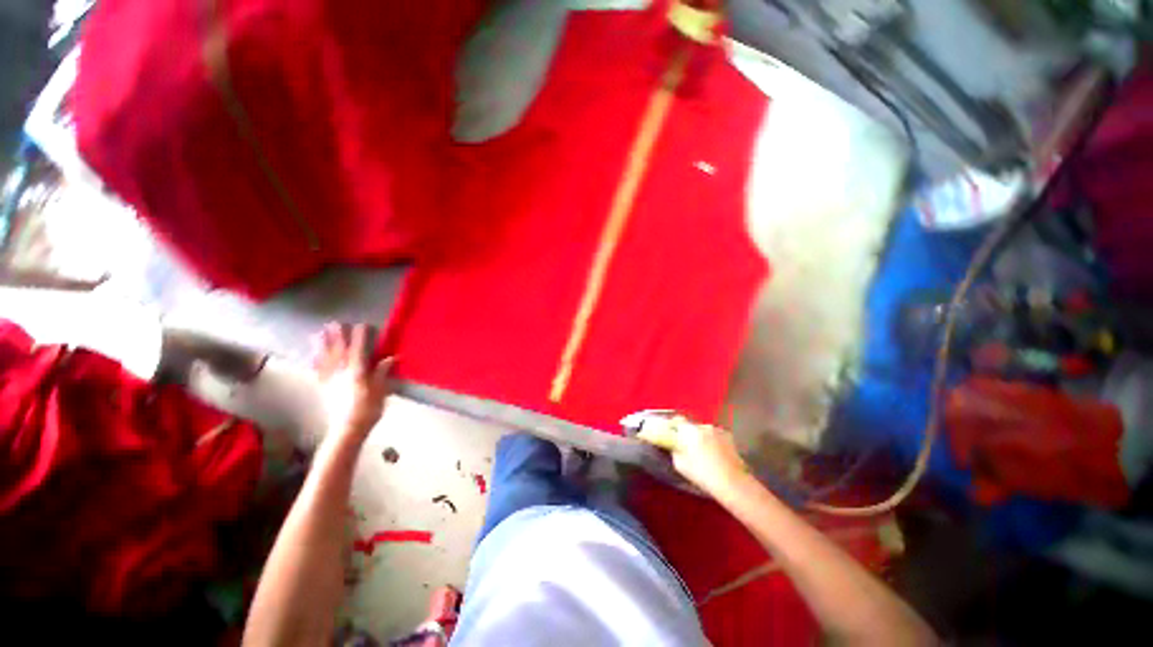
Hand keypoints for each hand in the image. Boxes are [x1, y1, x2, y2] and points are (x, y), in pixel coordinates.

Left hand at [313, 323, 392, 444]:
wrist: (348, 429)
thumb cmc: (368, 410)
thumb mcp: (381, 391)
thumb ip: (382, 373)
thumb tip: (391, 357)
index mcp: (358, 372)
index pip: (359, 350)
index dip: (360, 337)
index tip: (361, 325)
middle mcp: (342, 373)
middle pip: (339, 351)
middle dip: (338, 336)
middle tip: (335, 323)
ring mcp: (331, 380)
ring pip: (326, 359)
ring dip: (322, 345)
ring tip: (319, 333)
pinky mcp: (325, 388)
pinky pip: (319, 371)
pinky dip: (316, 361)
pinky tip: (314, 356)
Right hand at [638, 416, 749, 496]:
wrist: (733, 483)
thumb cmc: (702, 474)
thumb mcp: (680, 464)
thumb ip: (673, 449)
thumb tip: (671, 444)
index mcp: (688, 430)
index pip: (675, 420)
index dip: (669, 425)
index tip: (665, 432)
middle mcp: (702, 425)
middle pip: (689, 425)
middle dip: (684, 432)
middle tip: (681, 443)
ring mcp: (717, 430)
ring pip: (702, 430)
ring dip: (698, 436)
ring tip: (698, 451)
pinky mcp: (728, 438)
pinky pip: (713, 436)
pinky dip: (709, 441)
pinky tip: (711, 454)